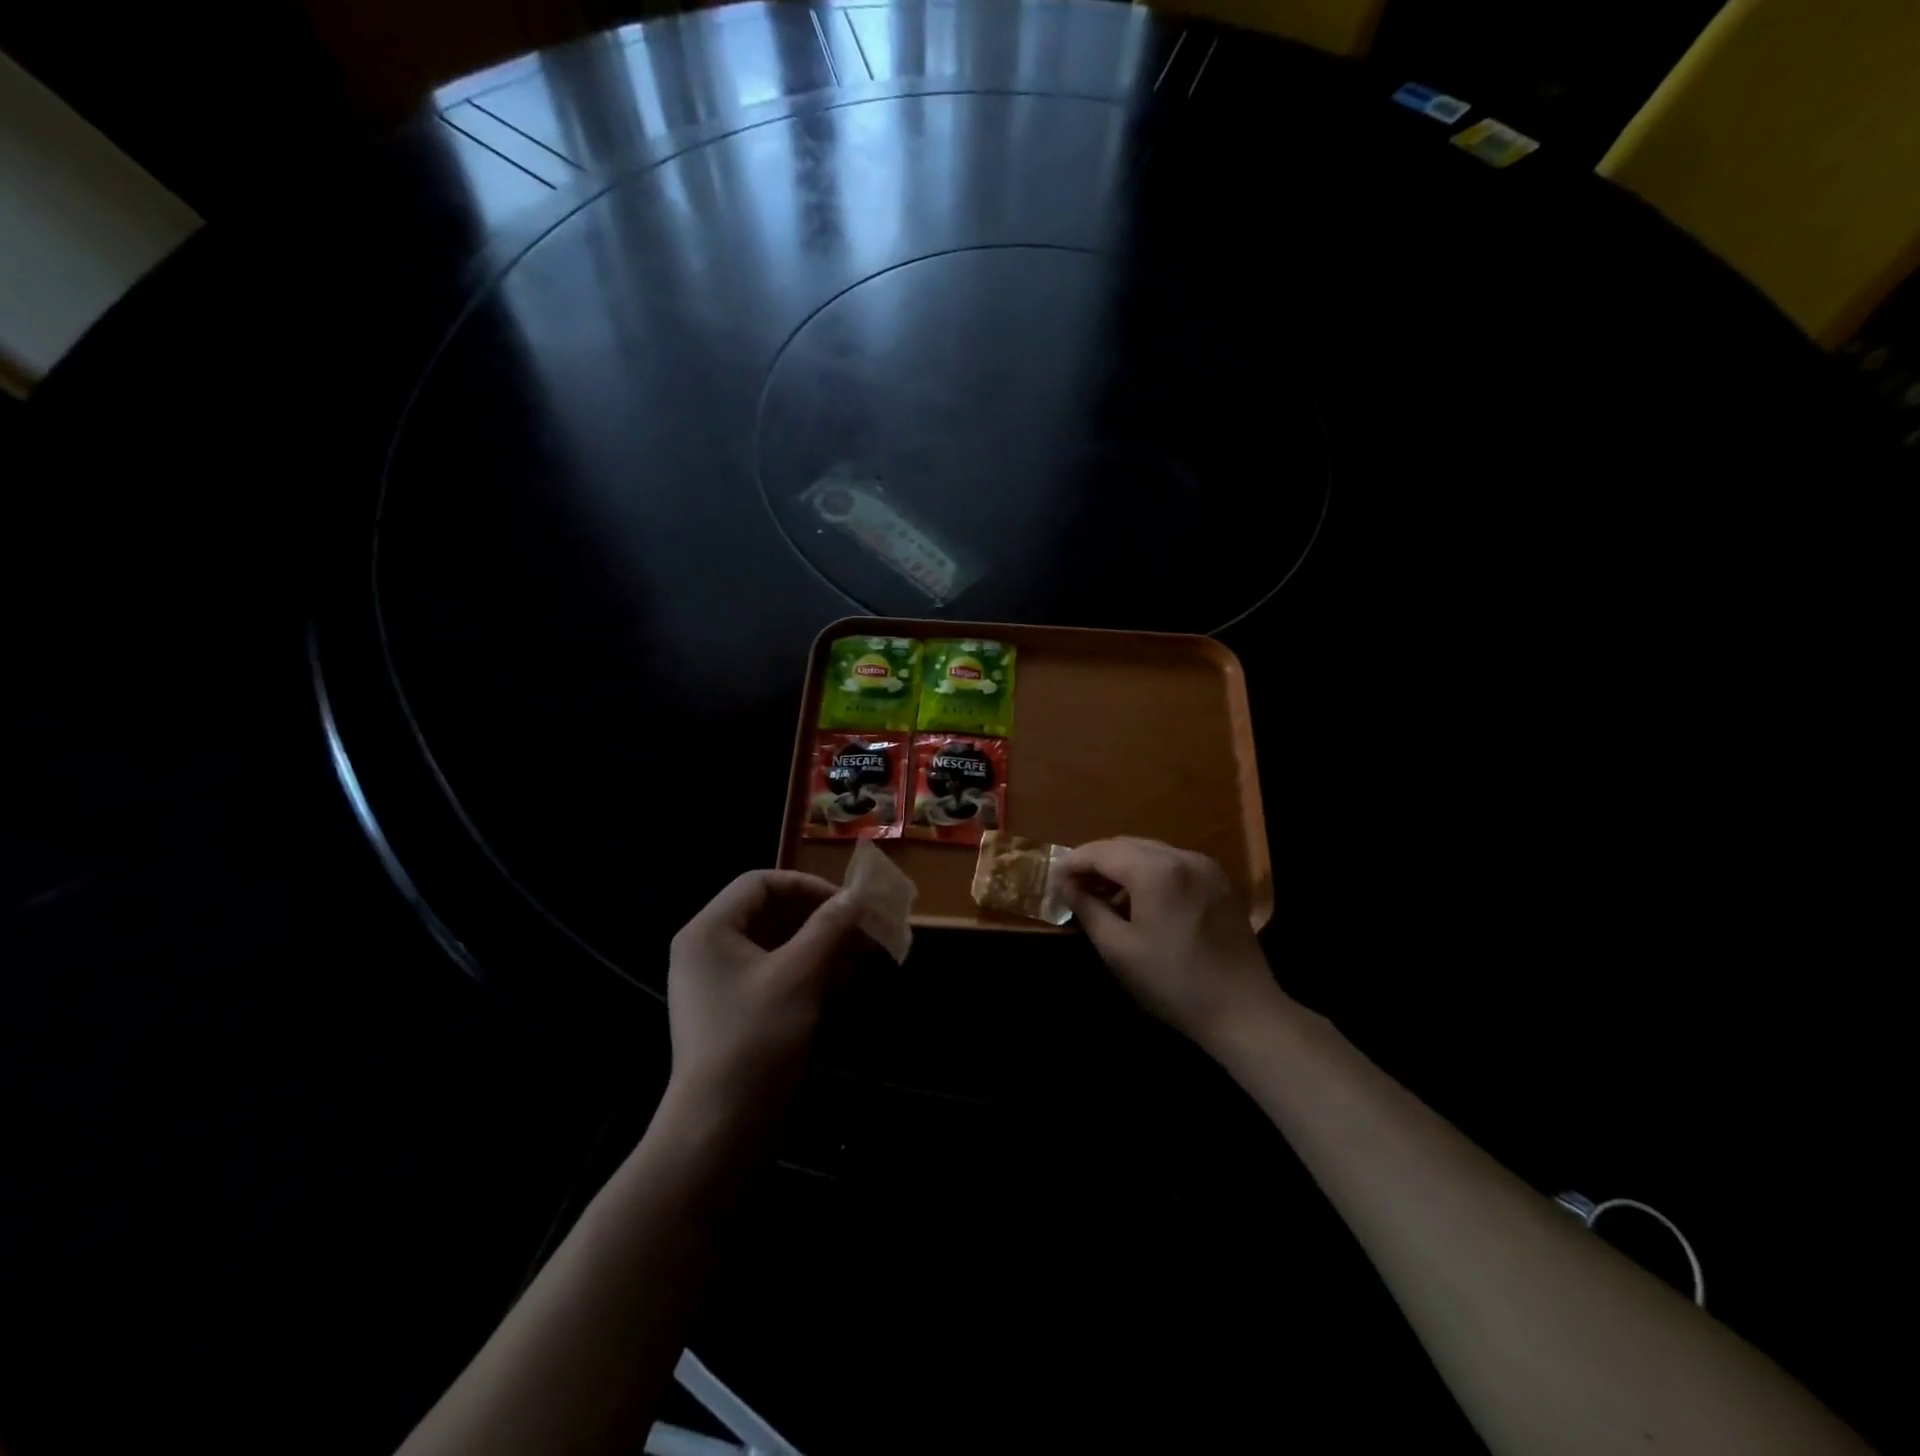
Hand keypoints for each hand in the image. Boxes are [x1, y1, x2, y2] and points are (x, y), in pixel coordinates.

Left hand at [665, 871, 864, 1129]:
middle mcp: (709, 949)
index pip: (761, 882)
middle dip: (820, 917)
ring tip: (862, 952)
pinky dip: (809, 970)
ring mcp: (721, 983)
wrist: (720, 1130)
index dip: (808, 885)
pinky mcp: (736, 1011)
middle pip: (770, 911)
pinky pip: (775, 974)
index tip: (848, 904)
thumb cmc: (755, 1040)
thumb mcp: (799, 976)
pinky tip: (844, 978)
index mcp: (710, 930)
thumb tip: (857, 894)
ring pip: (777, 944)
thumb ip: (829, 927)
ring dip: (820, 943)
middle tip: (862, 928)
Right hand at [1064, 838, 1284, 1054]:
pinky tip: (1139, 898)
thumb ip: (1088, 908)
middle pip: (1125, 845)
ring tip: (1102, 894)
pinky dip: (1148, 871)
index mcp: (1155, 871)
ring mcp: (1204, 866)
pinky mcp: (1218, 880)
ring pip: (1149, 851)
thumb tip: (1065, 885)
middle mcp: (1181, 856)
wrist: (1243, 1010)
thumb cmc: (1172, 983)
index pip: (1101, 852)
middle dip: (1096, 862)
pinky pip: (1172, 863)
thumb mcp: (1118, 949)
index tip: (1053, 881)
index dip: (1073, 863)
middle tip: (1073, 887)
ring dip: (1122, 866)